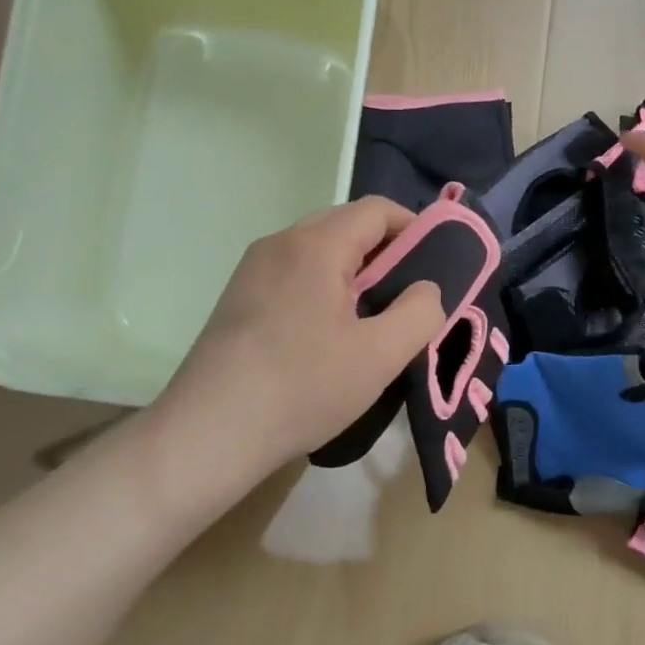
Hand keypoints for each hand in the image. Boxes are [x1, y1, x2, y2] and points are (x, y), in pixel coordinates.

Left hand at [140, 198, 446, 499]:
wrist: (208, 434)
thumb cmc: (303, 388)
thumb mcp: (380, 356)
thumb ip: (420, 312)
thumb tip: (426, 289)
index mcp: (316, 245)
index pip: (377, 210)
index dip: (415, 228)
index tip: (436, 266)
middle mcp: (280, 243)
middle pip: (346, 225)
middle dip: (385, 252)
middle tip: (407, 297)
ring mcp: (252, 270)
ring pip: (318, 251)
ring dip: (353, 272)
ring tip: (370, 319)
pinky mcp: (238, 298)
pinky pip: (294, 274)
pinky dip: (322, 288)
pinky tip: (327, 335)